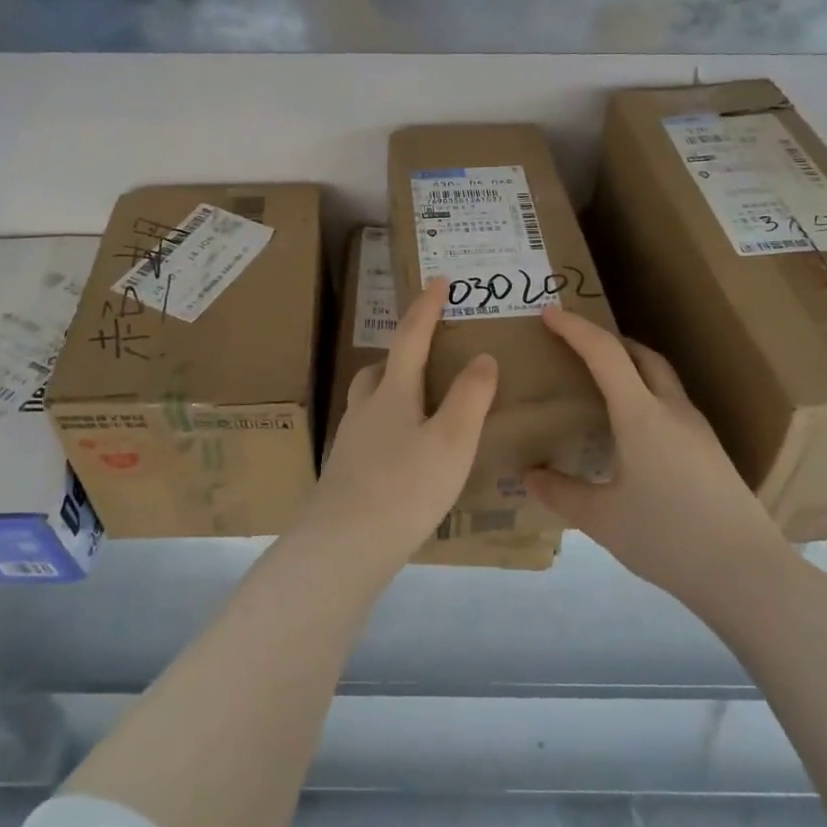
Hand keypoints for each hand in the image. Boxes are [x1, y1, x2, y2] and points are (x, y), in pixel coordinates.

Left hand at [299, 278, 498, 562]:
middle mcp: (365, 409)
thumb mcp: (452, 442)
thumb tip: (483, 357)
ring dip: (392, 391)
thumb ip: (471, 397)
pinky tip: (403, 455)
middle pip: (381, 368)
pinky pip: (368, 433)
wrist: (343, 546)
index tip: (438, 280)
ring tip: (421, 408)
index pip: (411, 337)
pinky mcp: (344, 471)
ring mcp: (350, 441)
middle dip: (404, 353)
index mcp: (392, 393)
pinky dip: (388, 428)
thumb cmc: (404, 488)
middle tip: (430, 356)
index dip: (426, 307)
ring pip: (370, 401)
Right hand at [527, 306, 796, 612]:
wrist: (747, 573)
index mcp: (641, 415)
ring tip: (602, 383)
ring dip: (630, 366)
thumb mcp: (603, 519)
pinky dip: (646, 395)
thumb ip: (561, 492)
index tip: (549, 313)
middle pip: (640, 355)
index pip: (604, 354)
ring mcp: (697, 429)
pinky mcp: (711, 451)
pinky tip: (634, 429)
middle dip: (606, 340)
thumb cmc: (668, 538)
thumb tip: (529, 475)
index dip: (575, 328)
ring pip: (661, 377)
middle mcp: (672, 410)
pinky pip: (671, 404)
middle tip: (576, 345)